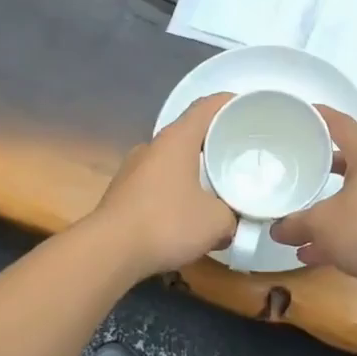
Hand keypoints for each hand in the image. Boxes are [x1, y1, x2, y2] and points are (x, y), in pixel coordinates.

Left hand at [90, 92, 235, 276]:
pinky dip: (175, 190)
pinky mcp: (122, 193)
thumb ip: (231, 215)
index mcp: (177, 140)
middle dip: (214, 141)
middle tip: (238, 153)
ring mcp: (132, 169)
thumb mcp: (217, 222)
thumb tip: (230, 221)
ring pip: (172, 160)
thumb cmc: (167, 223)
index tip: (248, 109)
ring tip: (215, 187)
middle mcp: (152, 146)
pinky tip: (186, 214)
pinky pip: (157, 182)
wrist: (108, 252)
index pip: (207, 107)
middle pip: (189, 133)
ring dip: (193, 169)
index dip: (229, 103)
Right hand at [270, 108, 356, 289]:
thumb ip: (294, 224)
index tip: (303, 111)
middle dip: (322, 166)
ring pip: (354, 198)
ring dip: (328, 210)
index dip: (321, 116)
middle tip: (297, 165)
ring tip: (298, 220)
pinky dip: (339, 234)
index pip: (343, 125)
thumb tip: (276, 230)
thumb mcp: (321, 224)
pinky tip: (313, 253)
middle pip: (349, 162)